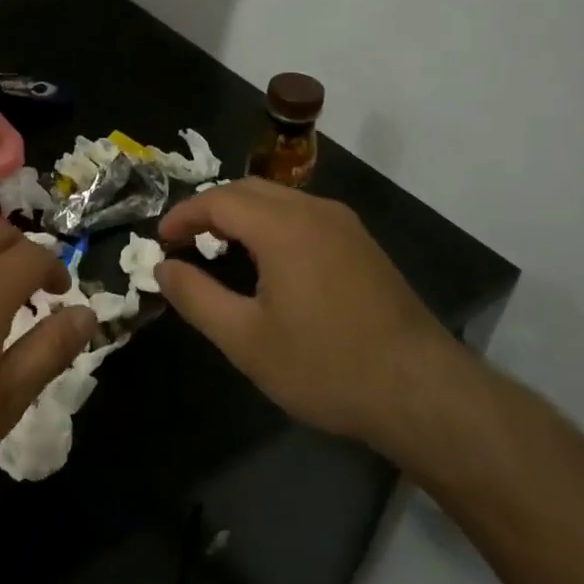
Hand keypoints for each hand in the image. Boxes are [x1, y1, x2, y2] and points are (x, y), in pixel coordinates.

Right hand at [156, 179, 470, 455]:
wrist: (423, 393)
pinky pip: (303, 215)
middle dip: (210, 208)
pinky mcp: (362, 244)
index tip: (160, 240)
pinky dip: (271, 224)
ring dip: (242, 214)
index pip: (218, 200)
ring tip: (219, 249)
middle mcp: (314, 211)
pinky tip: (268, 261)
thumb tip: (163, 268)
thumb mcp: (246, 340)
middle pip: (248, 190)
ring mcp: (344, 225)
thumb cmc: (326, 366)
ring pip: (278, 199)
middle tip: (186, 241)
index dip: (183, 215)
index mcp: (282, 226)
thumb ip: (196, 297)